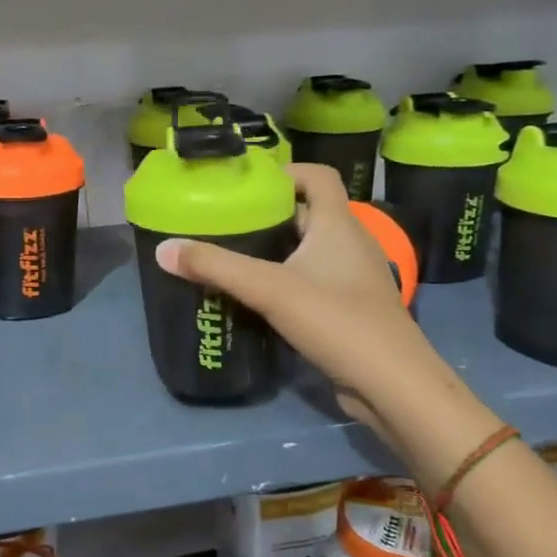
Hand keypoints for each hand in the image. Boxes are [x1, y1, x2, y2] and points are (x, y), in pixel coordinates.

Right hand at [154, 163, 427, 424]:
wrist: (392, 385)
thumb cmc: (336, 321)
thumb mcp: (269, 289)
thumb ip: (216, 267)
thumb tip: (164, 249)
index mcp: (338, 224)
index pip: (318, 175)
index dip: (286, 171)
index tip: (247, 185)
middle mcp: (350, 243)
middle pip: (308, 213)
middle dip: (269, 214)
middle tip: (226, 222)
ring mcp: (353, 278)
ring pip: (310, 249)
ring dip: (276, 250)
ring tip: (233, 256)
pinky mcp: (349, 309)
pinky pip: (313, 280)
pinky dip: (286, 280)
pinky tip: (258, 297)